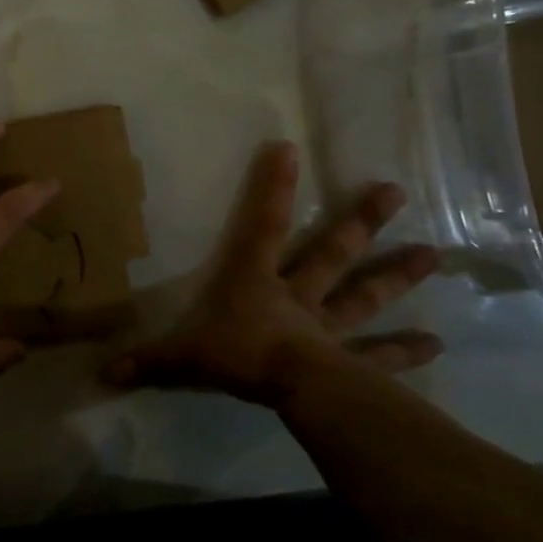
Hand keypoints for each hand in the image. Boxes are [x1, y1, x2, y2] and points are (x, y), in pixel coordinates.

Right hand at [104, 142, 441, 408]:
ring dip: (396, 275)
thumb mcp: (187, 356)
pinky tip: (438, 343)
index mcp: (257, 282)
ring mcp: (329, 328)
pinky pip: (380, 355)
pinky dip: (406, 351)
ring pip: (364, 295)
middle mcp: (298, 296)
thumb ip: (151, 359)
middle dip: (360, 222)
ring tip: (434, 255)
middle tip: (396, 192)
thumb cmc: (240, 357)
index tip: (289, 149)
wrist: (294, 392)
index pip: (263, 226)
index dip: (273, 188)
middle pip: (332, 253)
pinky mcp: (350, 362)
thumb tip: (104, 370)